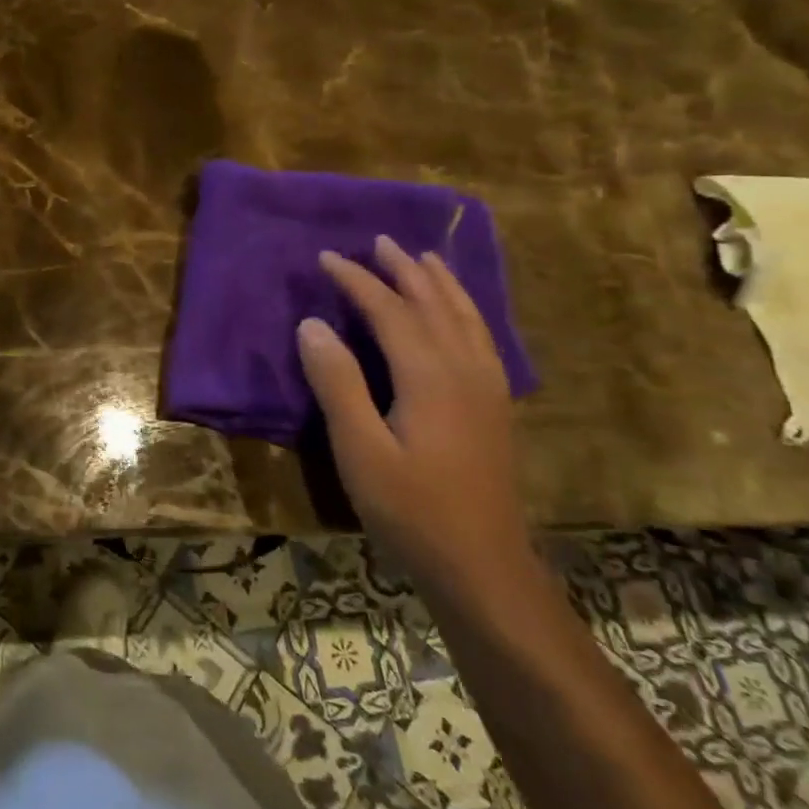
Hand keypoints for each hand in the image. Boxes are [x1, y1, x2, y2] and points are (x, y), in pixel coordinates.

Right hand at [296, 236, 538, 608]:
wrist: (483, 568)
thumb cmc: (411, 510)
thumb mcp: (359, 450)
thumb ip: (337, 383)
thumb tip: (313, 324)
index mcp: (430, 376)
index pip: (390, 311)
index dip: (357, 281)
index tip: (327, 258)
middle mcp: (465, 371)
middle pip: (434, 304)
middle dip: (404, 270)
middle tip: (379, 241)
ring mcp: (487, 389)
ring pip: (465, 318)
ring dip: (441, 284)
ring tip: (424, 258)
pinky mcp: (495, 408)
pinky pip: (482, 339)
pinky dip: (467, 312)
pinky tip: (460, 315)